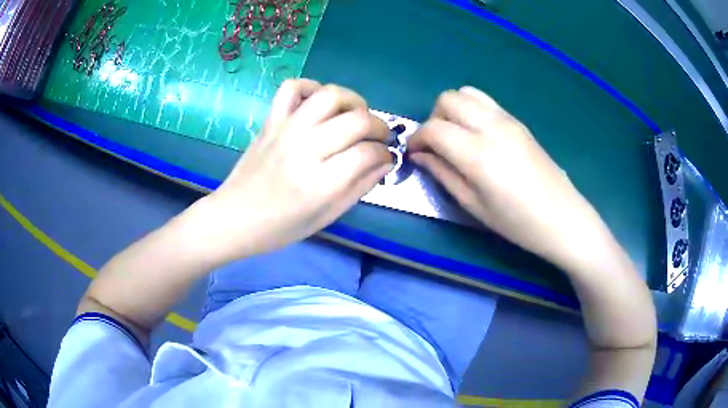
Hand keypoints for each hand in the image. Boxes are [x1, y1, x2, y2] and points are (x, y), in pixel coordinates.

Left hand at [195, 79, 391, 262]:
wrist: (234, 218)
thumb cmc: (281, 227)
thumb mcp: (327, 217)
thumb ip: (360, 187)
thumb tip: (385, 162)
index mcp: (319, 183)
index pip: (367, 153)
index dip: (384, 153)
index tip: (385, 158)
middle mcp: (304, 149)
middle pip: (356, 119)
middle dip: (379, 126)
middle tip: (378, 138)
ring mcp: (285, 130)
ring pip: (330, 95)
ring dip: (353, 100)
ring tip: (355, 115)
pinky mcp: (270, 121)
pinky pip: (292, 88)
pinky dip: (310, 87)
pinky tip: (319, 104)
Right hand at [408, 86, 601, 267]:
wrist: (561, 217)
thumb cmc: (516, 222)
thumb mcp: (473, 205)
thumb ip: (443, 174)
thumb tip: (420, 156)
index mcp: (477, 153)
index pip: (433, 128)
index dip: (417, 138)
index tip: (415, 153)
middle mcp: (491, 127)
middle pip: (448, 99)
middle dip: (434, 117)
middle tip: (436, 144)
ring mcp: (507, 120)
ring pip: (467, 93)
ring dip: (453, 109)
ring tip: (456, 136)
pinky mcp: (518, 121)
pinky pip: (486, 101)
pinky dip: (472, 109)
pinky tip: (477, 134)